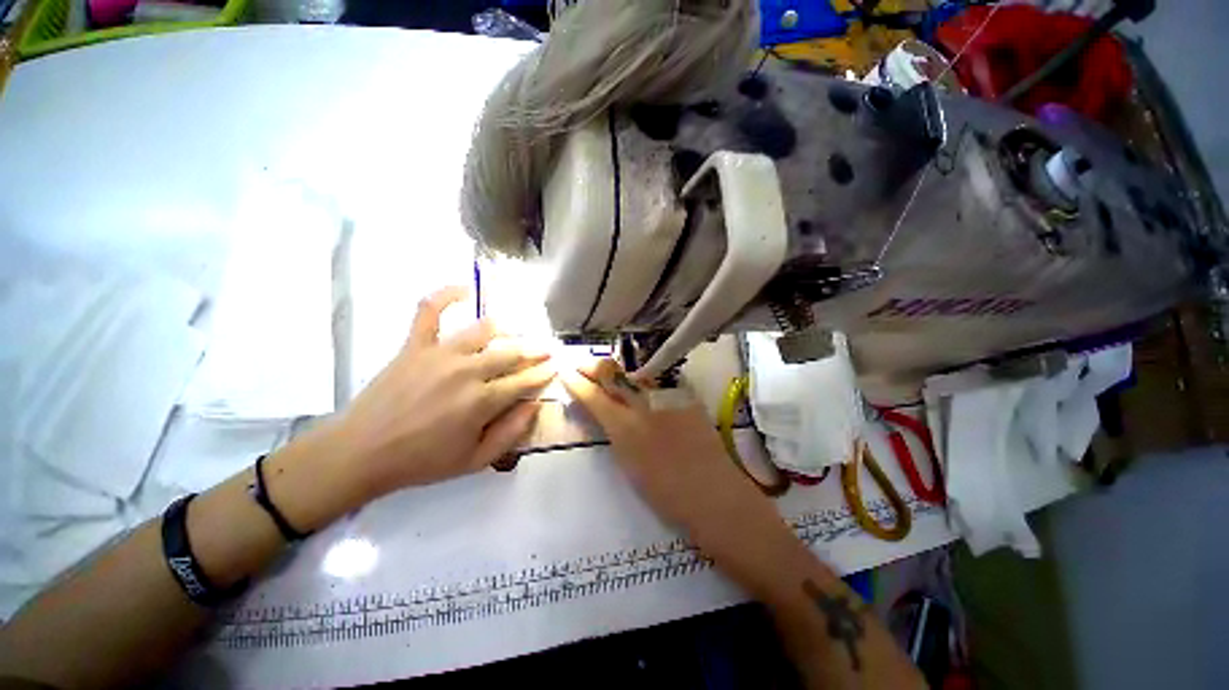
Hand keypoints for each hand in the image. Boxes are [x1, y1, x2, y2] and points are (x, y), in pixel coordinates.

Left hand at [324, 286, 555, 498]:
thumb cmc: (422, 461)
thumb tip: (535, 404)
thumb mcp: (475, 460)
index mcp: (482, 401)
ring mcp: (440, 353)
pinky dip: (446, 295)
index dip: (543, 372)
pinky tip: (464, 289)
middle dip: (535, 350)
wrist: (361, 453)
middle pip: (512, 352)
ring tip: (516, 333)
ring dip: (507, 329)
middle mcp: (467, 371)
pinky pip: (430, 311)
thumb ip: (511, 432)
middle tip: (546, 348)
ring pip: (484, 330)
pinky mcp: (415, 345)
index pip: (525, 380)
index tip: (554, 366)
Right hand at [561, 359, 781, 556]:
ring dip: (617, 371)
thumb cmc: (665, 492)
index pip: (593, 396)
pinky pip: (659, 381)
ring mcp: (667, 396)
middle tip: (581, 364)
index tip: (566, 373)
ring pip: (635, 372)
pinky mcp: (685, 395)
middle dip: (593, 366)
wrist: (713, 493)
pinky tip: (640, 382)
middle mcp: (643, 404)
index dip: (576, 382)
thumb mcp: (628, 462)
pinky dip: (644, 380)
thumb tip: (606, 412)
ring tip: (607, 371)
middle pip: (613, 373)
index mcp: (624, 428)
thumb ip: (615, 432)